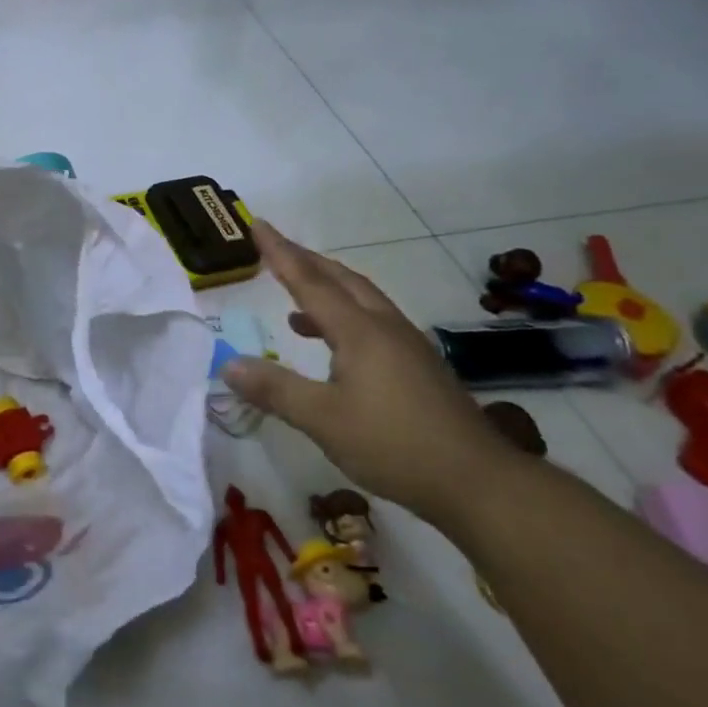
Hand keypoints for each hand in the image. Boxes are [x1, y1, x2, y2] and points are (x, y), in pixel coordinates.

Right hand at [220, 222, 508, 523]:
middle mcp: (385, 327)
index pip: (310, 282)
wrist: (478, 481)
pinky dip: (345, 317)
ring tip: (296, 299)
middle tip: (276, 249)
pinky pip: (373, 323)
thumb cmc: (394, 445)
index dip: (281, 254)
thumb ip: (275, 389)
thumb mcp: (323, 420)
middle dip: (307, 261)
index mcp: (360, 331)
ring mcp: (407, 346)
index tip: (258, 225)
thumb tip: (229, 364)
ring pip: (362, 300)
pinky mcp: (419, 367)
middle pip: (342, 280)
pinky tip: (335, 346)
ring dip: (328, 288)